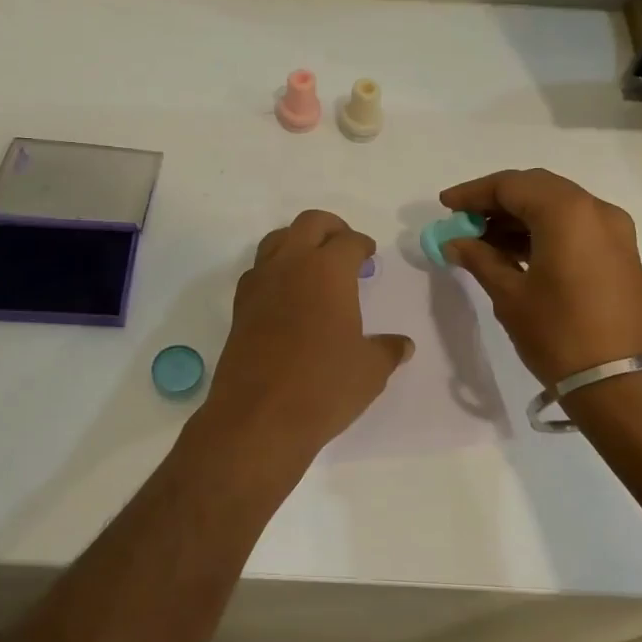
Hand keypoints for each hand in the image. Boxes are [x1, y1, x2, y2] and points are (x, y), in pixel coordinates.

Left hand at [202, 210, 413, 460]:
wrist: (259, 417)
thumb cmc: (324, 386)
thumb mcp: (370, 370)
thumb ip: (387, 350)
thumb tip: (402, 345)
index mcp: (327, 270)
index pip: (348, 241)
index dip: (362, 245)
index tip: (369, 256)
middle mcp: (290, 265)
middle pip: (309, 224)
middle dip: (331, 228)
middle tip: (344, 247)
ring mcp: (259, 284)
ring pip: (276, 240)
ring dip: (297, 243)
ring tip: (314, 267)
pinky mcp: (240, 308)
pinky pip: (258, 271)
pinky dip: (275, 271)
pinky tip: (287, 296)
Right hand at [438, 169, 641, 388]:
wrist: (625, 384)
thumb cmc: (560, 334)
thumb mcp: (510, 296)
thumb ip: (480, 260)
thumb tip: (454, 242)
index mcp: (567, 212)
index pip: (511, 185)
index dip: (473, 193)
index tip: (445, 206)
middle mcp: (595, 210)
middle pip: (537, 189)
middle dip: (496, 201)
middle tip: (463, 220)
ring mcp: (614, 232)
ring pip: (557, 207)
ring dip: (518, 217)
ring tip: (481, 240)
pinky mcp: (620, 255)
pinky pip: (574, 227)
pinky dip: (542, 231)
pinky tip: (513, 253)